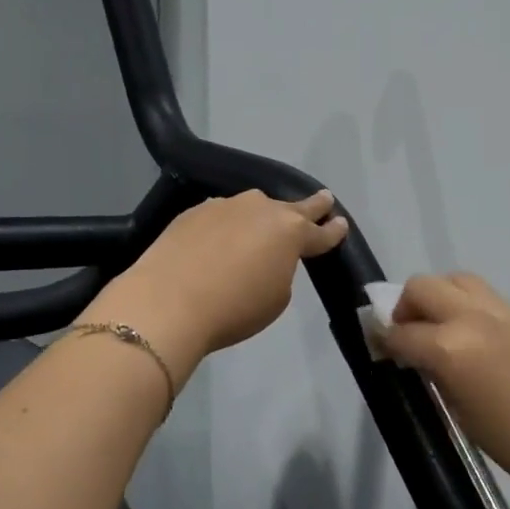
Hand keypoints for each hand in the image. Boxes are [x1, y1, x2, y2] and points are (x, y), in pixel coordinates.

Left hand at [84, 190, 348, 376]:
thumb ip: (280, 270)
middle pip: (292, 207)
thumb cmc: (234, 308)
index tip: (341, 225)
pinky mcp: (193, 211)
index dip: (333, 231)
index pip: (320, 232)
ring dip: (262, 215)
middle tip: (324, 199)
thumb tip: (267, 258)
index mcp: (290, 232)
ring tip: (263, 224)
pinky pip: (222, 215)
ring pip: (253, 207)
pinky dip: (228, 224)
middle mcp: (261, 210)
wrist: (167, 302)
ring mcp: (225, 206)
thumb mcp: (276, 297)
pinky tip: (221, 236)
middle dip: (311, 206)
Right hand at [380, 273, 509, 508]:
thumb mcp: (462, 414)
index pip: (401, 332)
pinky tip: (485, 340)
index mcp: (450, 348)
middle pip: (423, 286)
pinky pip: (492, 299)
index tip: (380, 347)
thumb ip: (436, 375)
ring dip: (441, 297)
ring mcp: (507, 310)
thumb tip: (420, 357)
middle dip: (406, 305)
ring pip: (458, 280)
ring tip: (445, 326)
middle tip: (410, 331)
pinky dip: (475, 310)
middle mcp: (473, 318)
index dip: (384, 340)